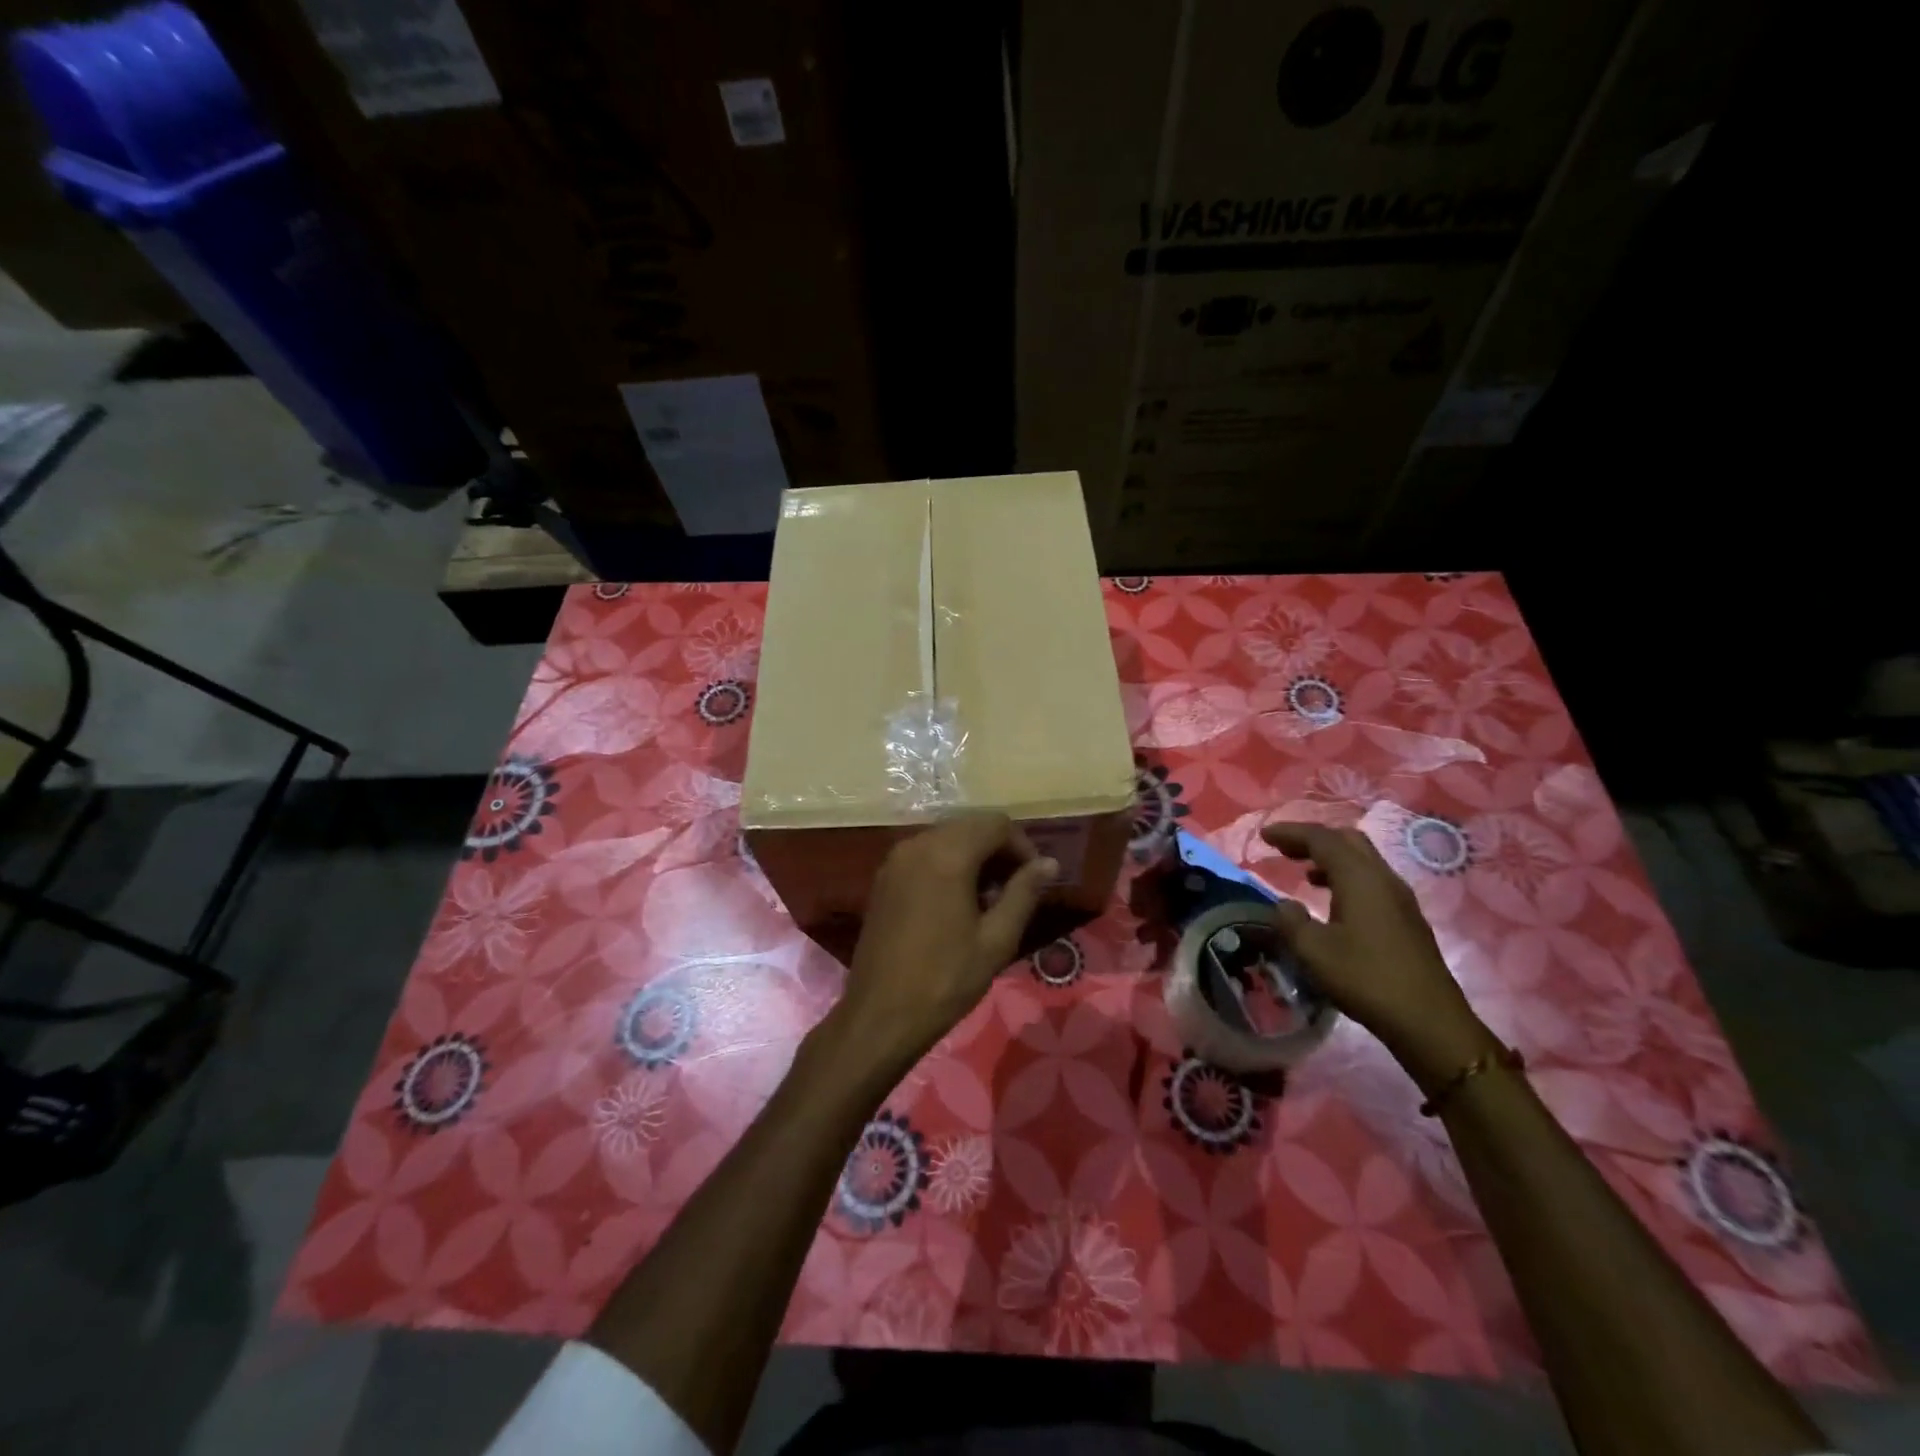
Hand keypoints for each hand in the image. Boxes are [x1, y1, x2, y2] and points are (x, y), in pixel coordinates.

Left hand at [834, 814, 1057, 1072]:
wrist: (880, 1015)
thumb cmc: (945, 980)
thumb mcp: (996, 940)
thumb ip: (1024, 893)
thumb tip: (1050, 863)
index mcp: (947, 854)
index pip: (996, 824)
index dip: (1023, 846)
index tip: (1035, 879)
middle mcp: (918, 844)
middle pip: (970, 825)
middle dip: (999, 849)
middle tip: (1016, 889)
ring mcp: (896, 859)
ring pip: (947, 837)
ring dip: (974, 855)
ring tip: (990, 899)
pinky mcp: (884, 877)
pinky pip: (925, 853)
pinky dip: (948, 863)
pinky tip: (958, 901)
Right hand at [1262, 822, 1496, 1092]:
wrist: (1429, 1021)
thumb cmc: (1366, 979)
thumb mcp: (1314, 951)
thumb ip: (1291, 921)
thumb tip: (1284, 904)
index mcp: (1360, 878)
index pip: (1322, 839)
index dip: (1291, 833)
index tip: (1265, 835)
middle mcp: (1383, 878)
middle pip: (1347, 840)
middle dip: (1313, 839)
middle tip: (1284, 849)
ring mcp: (1400, 898)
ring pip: (1363, 860)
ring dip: (1331, 858)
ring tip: (1304, 872)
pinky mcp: (1407, 919)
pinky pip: (1372, 881)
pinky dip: (1346, 877)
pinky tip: (1334, 901)